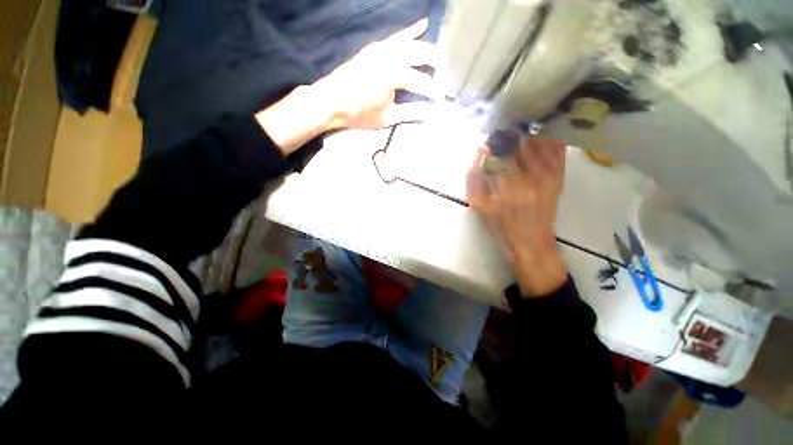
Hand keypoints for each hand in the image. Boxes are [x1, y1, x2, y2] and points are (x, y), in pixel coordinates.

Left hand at [256, 20, 439, 154]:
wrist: (332, 101)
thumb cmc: (360, 112)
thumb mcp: (387, 117)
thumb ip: (410, 112)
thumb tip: (429, 111)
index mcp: (394, 74)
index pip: (421, 81)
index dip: (432, 92)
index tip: (440, 100)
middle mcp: (391, 55)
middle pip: (420, 54)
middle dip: (436, 64)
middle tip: (446, 75)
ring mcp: (382, 48)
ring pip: (410, 43)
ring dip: (426, 48)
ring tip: (439, 57)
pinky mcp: (375, 48)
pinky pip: (396, 37)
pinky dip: (410, 32)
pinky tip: (422, 26)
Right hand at [467, 138, 568, 296]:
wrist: (530, 242)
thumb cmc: (501, 226)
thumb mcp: (480, 206)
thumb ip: (475, 180)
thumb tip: (476, 154)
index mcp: (509, 184)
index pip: (502, 151)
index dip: (494, 140)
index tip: (488, 137)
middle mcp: (531, 176)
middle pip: (522, 143)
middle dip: (510, 134)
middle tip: (503, 130)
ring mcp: (548, 176)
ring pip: (541, 143)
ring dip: (529, 133)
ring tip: (519, 130)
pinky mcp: (558, 178)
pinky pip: (557, 152)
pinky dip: (549, 140)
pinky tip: (540, 136)